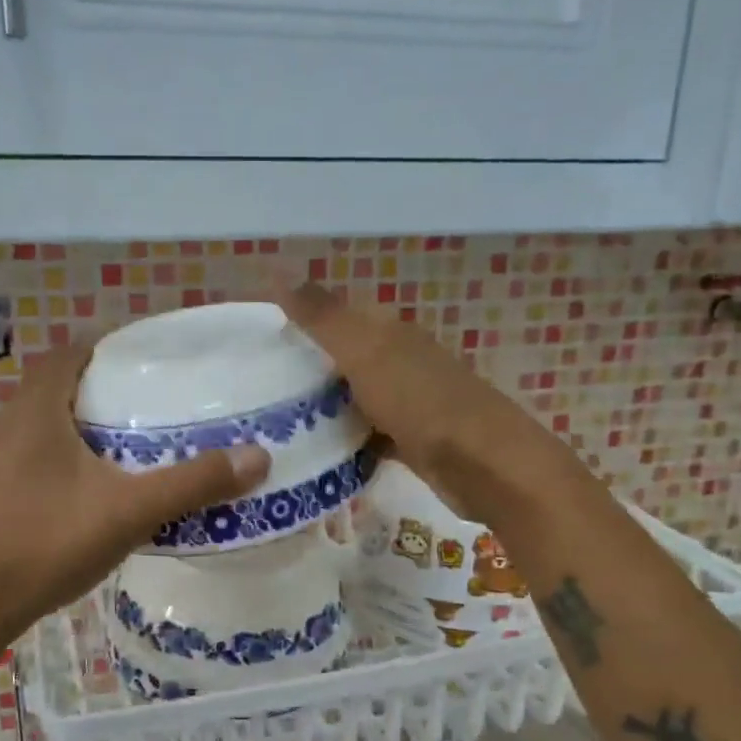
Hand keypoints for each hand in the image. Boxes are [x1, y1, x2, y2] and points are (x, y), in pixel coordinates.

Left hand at [0, 342, 270, 642]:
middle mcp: (11, 424)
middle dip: (107, 385)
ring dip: (88, 421)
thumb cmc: (48, 543)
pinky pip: (39, 452)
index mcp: (37, 410)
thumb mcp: (130, 511)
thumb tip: (257, 457)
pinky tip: (101, 484)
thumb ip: (192, 483)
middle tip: (157, 399)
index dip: (111, 346)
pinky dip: (71, 452)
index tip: (154, 359)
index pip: (72, 352)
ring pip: (48, 421)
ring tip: (137, 437)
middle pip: (62, 384)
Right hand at [278, 282, 556, 520]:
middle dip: (306, 370)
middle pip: (344, 359)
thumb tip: (280, 276)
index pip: (338, 315)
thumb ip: (324, 318)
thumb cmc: (420, 401)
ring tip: (276, 424)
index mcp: (390, 332)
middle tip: (258, 390)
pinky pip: (367, 435)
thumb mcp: (365, 352)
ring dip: (323, 408)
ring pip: (354, 398)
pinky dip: (346, 442)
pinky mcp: (411, 441)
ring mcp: (408, 402)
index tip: (260, 343)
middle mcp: (401, 361)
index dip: (302, 322)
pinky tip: (317, 455)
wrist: (482, 464)